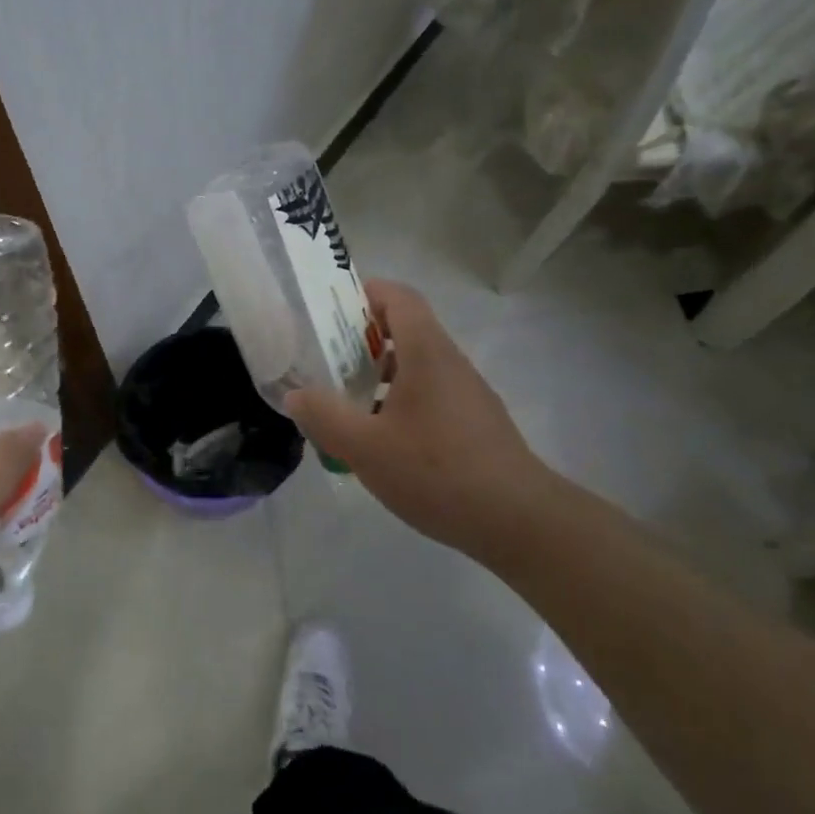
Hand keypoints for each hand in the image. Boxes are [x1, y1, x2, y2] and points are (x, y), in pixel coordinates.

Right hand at [286, 280, 560, 560]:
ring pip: (417, 367)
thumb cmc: (438, 471)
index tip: (330, 311)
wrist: (518, 520)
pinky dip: (400, 402)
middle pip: (406, 330)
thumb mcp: (366, 448)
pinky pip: (430, 395)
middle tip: (326, 361)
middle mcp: (450, 363)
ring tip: (347, 402)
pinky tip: (382, 441)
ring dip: (380, 375)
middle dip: (363, 339)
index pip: (399, 297)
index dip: (365, 293)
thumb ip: (325, 417)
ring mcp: (467, 394)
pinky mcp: (475, 424)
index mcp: (427, 352)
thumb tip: (296, 395)